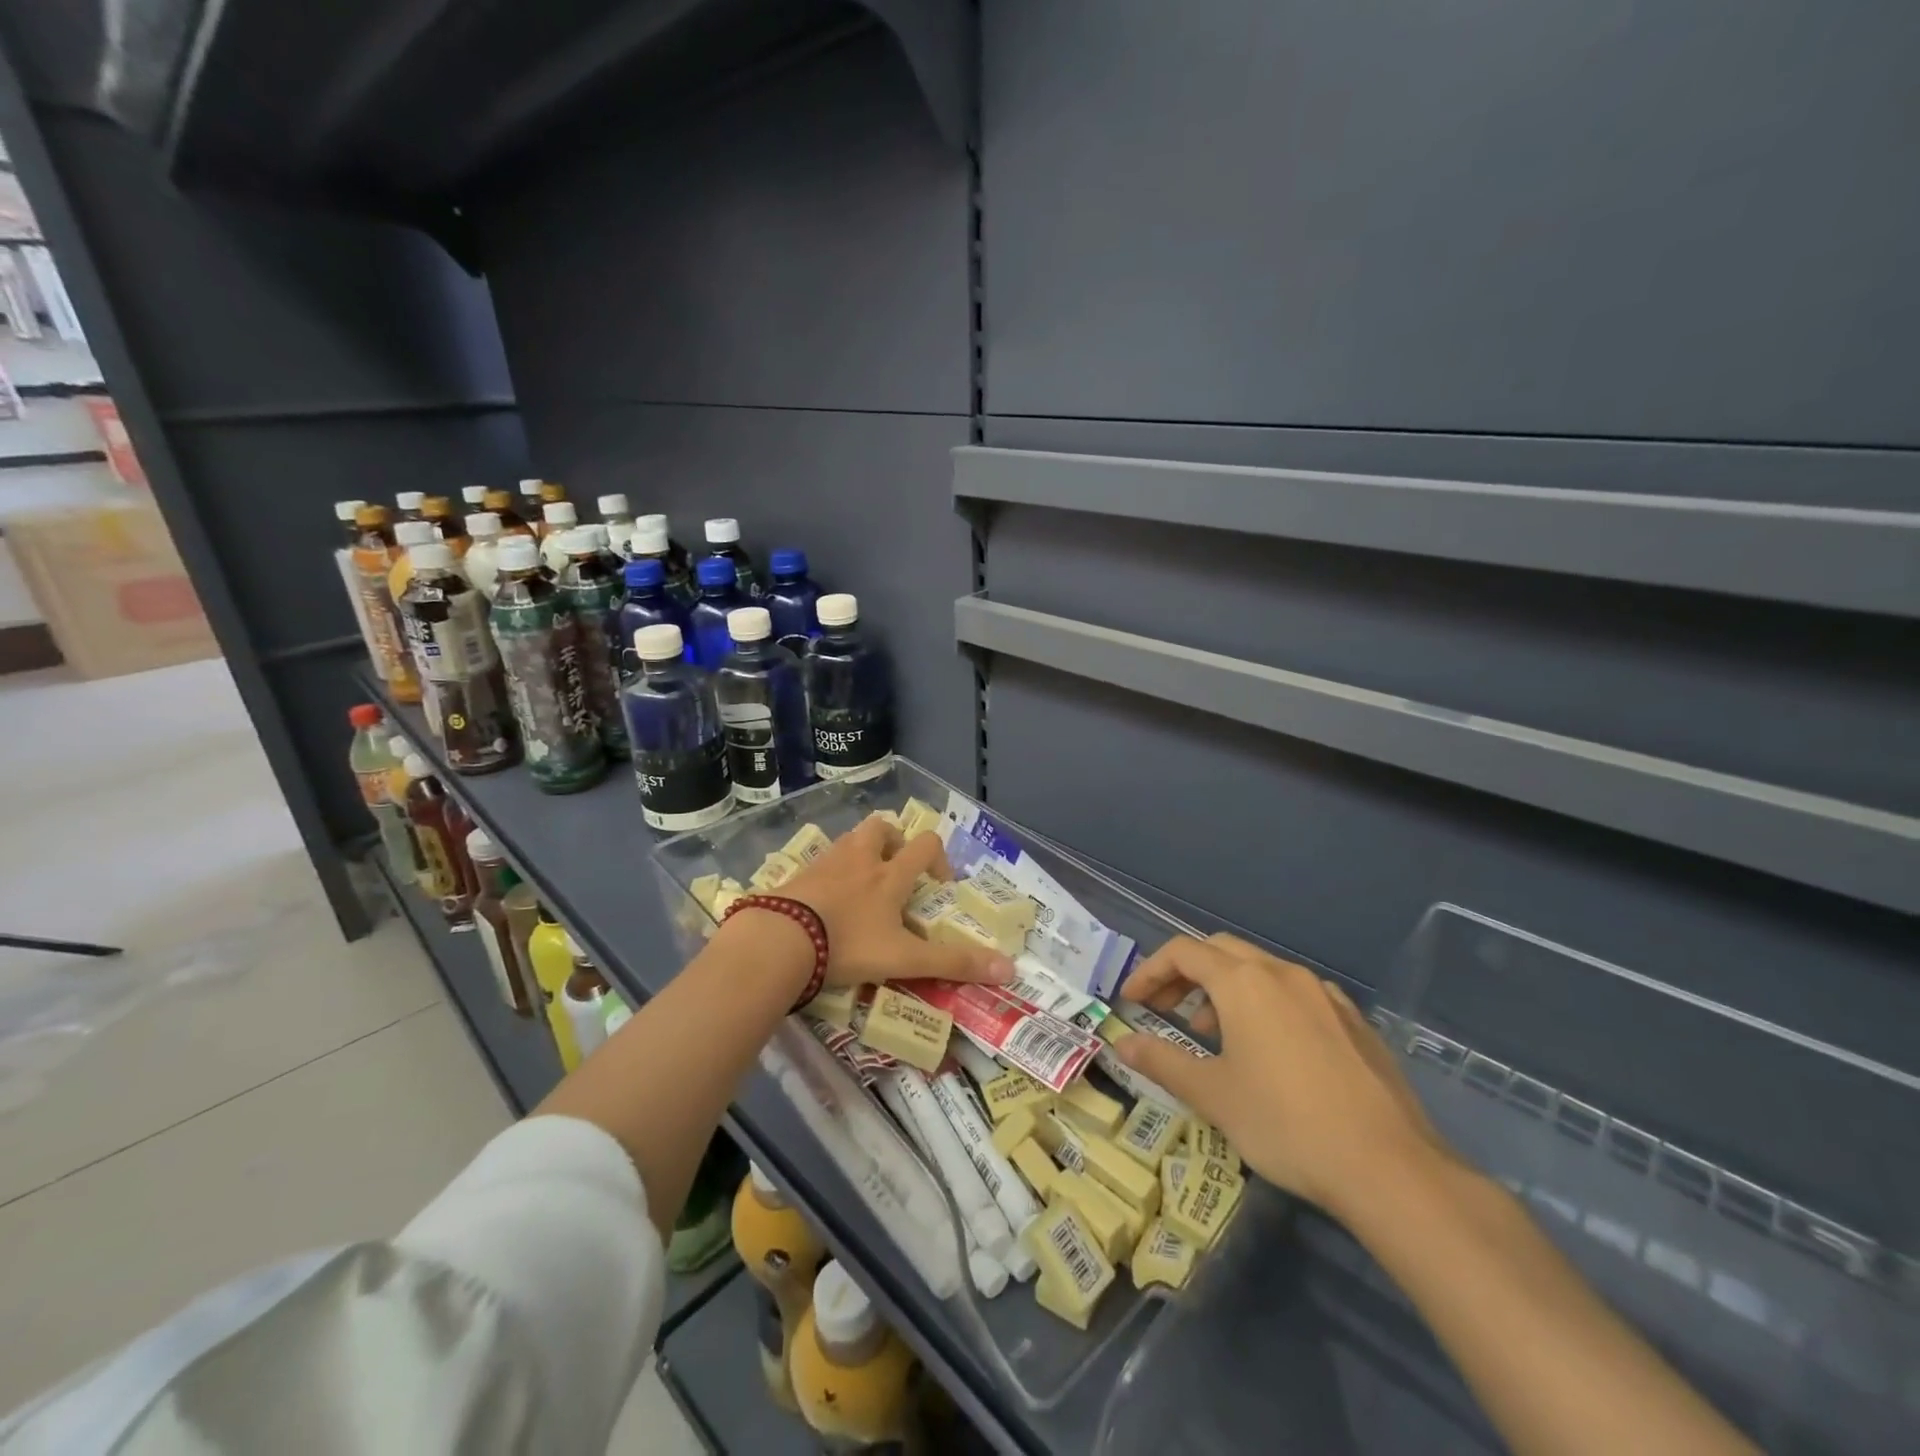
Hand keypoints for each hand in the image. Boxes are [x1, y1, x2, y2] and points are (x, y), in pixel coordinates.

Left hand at [777, 813, 1013, 989]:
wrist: (780, 941)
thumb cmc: (849, 945)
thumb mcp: (906, 960)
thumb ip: (954, 964)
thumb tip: (1011, 971)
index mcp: (889, 874)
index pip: (925, 845)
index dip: (938, 858)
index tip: (938, 885)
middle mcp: (859, 858)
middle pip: (881, 827)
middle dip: (894, 841)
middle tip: (896, 871)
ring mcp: (824, 864)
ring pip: (849, 841)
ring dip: (861, 853)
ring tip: (862, 887)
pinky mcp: (796, 875)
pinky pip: (820, 863)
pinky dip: (829, 874)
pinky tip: (826, 904)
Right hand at [1114, 933, 1454, 1218]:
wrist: (1390, 1168)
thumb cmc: (1286, 1124)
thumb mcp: (1213, 1096)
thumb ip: (1162, 1062)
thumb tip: (1123, 1045)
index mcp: (1244, 982)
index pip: (1182, 952)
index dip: (1150, 971)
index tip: (1132, 1002)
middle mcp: (1283, 973)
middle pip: (1220, 951)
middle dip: (1185, 974)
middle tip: (1165, 1009)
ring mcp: (1324, 994)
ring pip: (1260, 970)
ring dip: (1225, 989)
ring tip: (1214, 1036)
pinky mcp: (1354, 1020)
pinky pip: (1296, 994)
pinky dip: (1266, 1004)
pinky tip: (1271, 1050)